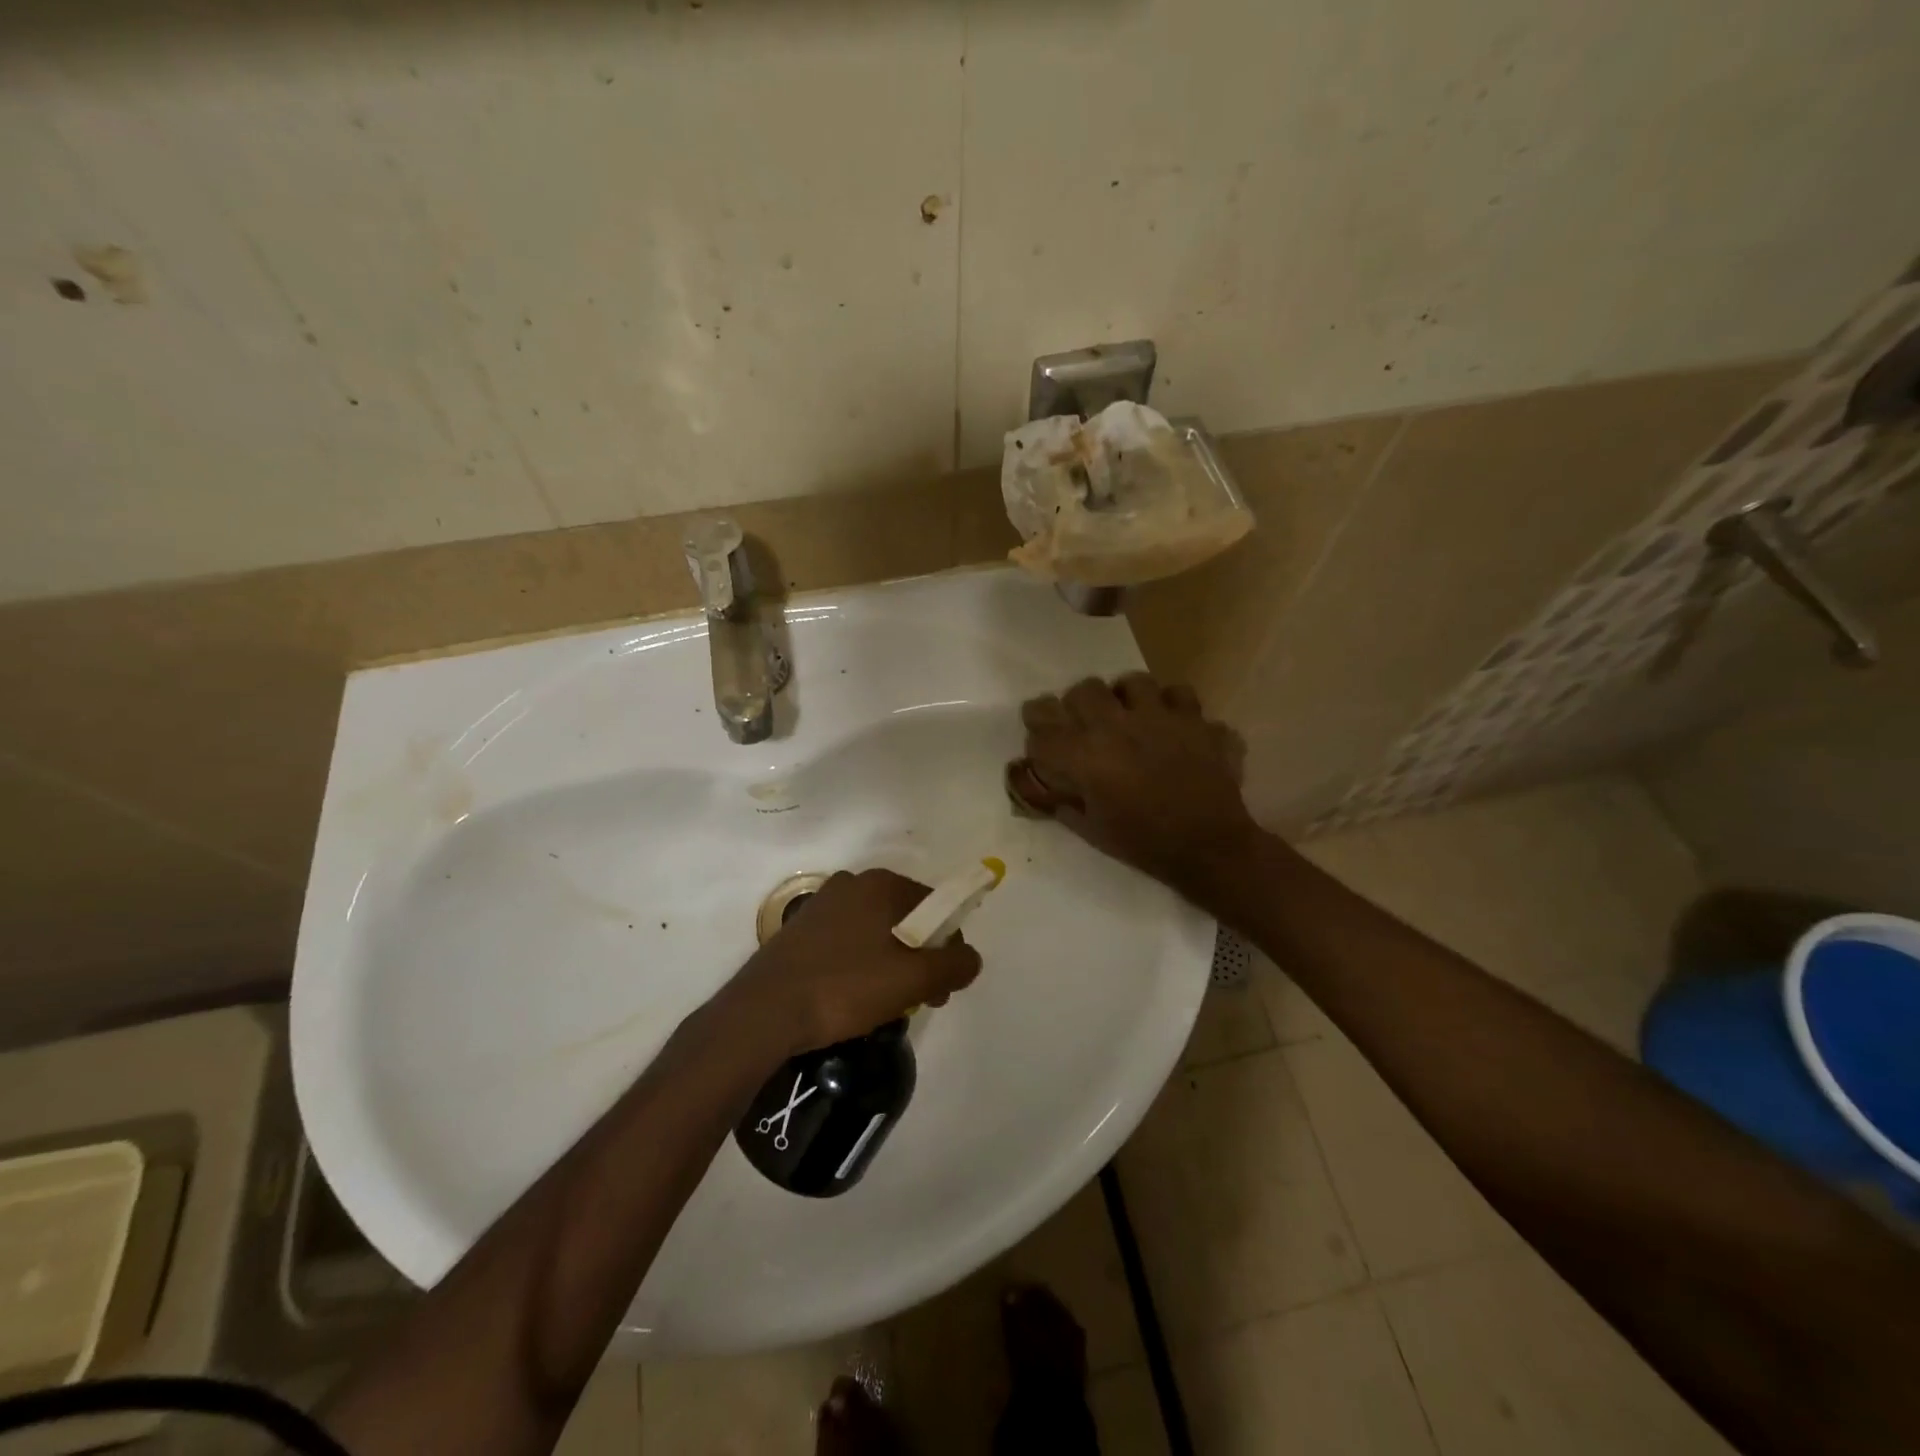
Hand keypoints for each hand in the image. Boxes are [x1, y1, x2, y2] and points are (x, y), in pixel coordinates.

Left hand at [725, 868, 982, 1054]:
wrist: (763, 1013)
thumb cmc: (844, 987)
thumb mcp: (912, 980)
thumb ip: (953, 965)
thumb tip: (972, 958)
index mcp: (882, 884)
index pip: (936, 907)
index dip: (948, 948)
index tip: (942, 988)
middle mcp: (853, 883)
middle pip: (907, 919)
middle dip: (921, 959)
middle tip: (918, 1000)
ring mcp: (823, 904)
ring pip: (877, 933)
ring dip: (892, 965)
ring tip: (884, 1006)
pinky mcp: (801, 930)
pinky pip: (849, 942)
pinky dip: (862, 965)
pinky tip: (852, 998)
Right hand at [1010, 674, 1256, 897]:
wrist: (1209, 847)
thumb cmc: (1143, 843)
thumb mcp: (1090, 830)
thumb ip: (1063, 801)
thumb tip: (1048, 787)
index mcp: (1085, 756)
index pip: (1042, 723)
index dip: (1036, 726)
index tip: (1041, 737)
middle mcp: (1118, 726)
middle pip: (1084, 690)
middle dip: (1077, 705)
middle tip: (1085, 725)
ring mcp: (1160, 717)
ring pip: (1133, 682)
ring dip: (1126, 697)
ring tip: (1130, 715)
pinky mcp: (1195, 720)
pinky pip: (1179, 695)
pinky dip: (1172, 706)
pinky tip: (1171, 723)